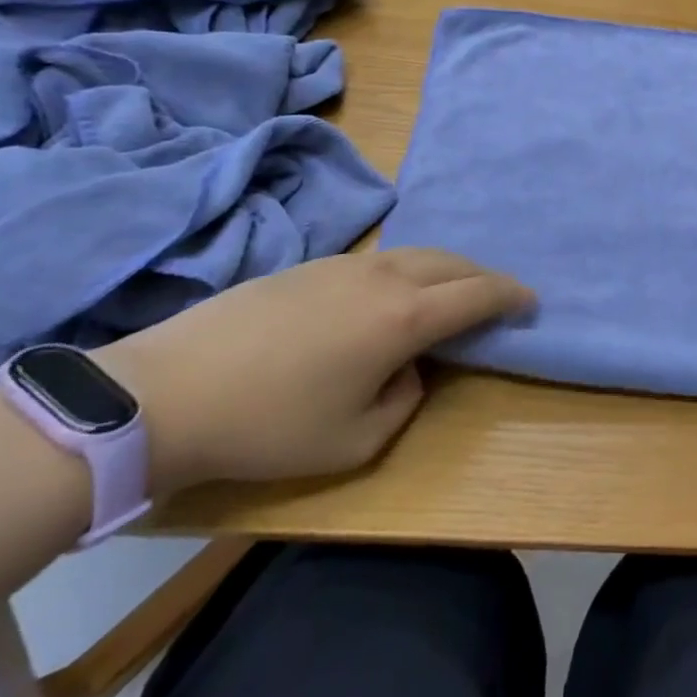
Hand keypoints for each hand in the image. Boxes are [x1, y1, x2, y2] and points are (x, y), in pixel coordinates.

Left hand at [96, 249, 533, 494]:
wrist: (164, 393)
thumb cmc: (270, 426)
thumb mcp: (355, 441)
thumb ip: (405, 402)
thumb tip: (409, 370)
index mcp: (405, 318)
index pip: (478, 294)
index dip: (512, 295)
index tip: (531, 302)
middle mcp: (385, 277)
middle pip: (453, 262)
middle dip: (483, 277)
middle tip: (495, 300)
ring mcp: (345, 265)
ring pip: (416, 254)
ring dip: (445, 271)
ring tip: (447, 296)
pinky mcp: (311, 264)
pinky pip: (381, 259)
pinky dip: (407, 271)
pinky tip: (389, 296)